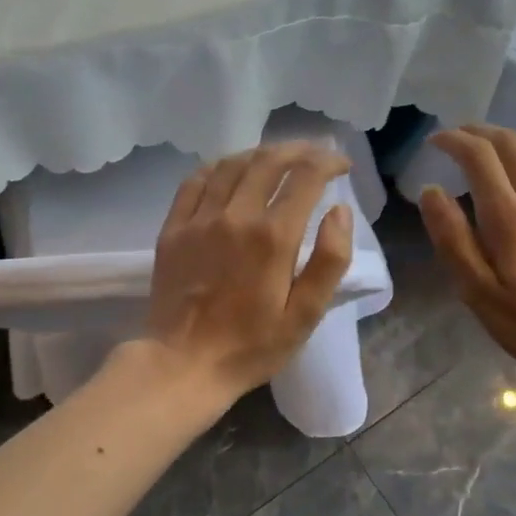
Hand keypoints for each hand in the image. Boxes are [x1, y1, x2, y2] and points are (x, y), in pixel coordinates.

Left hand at [144, 142, 354, 398]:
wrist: (183, 364)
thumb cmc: (252, 346)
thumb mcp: (305, 314)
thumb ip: (330, 260)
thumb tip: (340, 211)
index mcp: (273, 237)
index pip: (306, 177)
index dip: (329, 162)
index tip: (342, 165)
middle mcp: (236, 216)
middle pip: (269, 161)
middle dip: (299, 150)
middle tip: (316, 154)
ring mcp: (199, 219)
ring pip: (233, 164)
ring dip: (262, 153)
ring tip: (280, 158)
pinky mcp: (174, 228)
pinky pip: (196, 180)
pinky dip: (220, 165)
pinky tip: (232, 168)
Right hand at [417, 125, 515, 378]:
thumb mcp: (478, 292)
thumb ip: (452, 239)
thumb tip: (431, 192)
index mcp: (508, 214)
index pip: (478, 155)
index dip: (453, 140)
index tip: (435, 142)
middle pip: (509, 142)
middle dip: (478, 132)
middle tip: (457, 139)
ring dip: (506, 141)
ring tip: (487, 152)